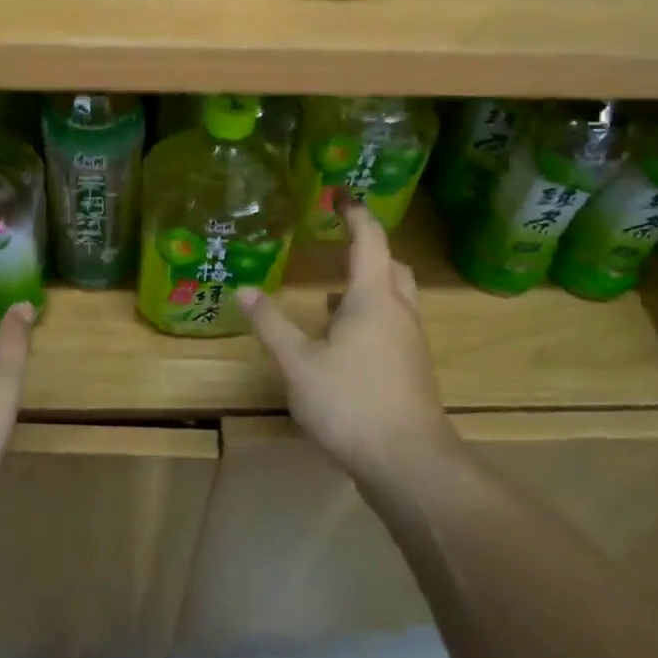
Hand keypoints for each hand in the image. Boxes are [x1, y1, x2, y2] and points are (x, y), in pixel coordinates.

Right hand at [239, 207, 462, 499]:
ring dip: (369, 285)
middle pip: (390, 264)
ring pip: (395, 296)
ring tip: (333, 294)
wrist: (410, 464)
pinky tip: (345, 340)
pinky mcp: (413, 369)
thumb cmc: (351, 403)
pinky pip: (394, 323)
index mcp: (374, 296)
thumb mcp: (298, 364)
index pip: (369, 238)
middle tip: (340, 242)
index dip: (354, 212)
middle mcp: (399, 310)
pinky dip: (372, 315)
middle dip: (368, 248)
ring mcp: (411, 341)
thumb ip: (271, 325)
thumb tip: (244, 290)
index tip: (339, 194)